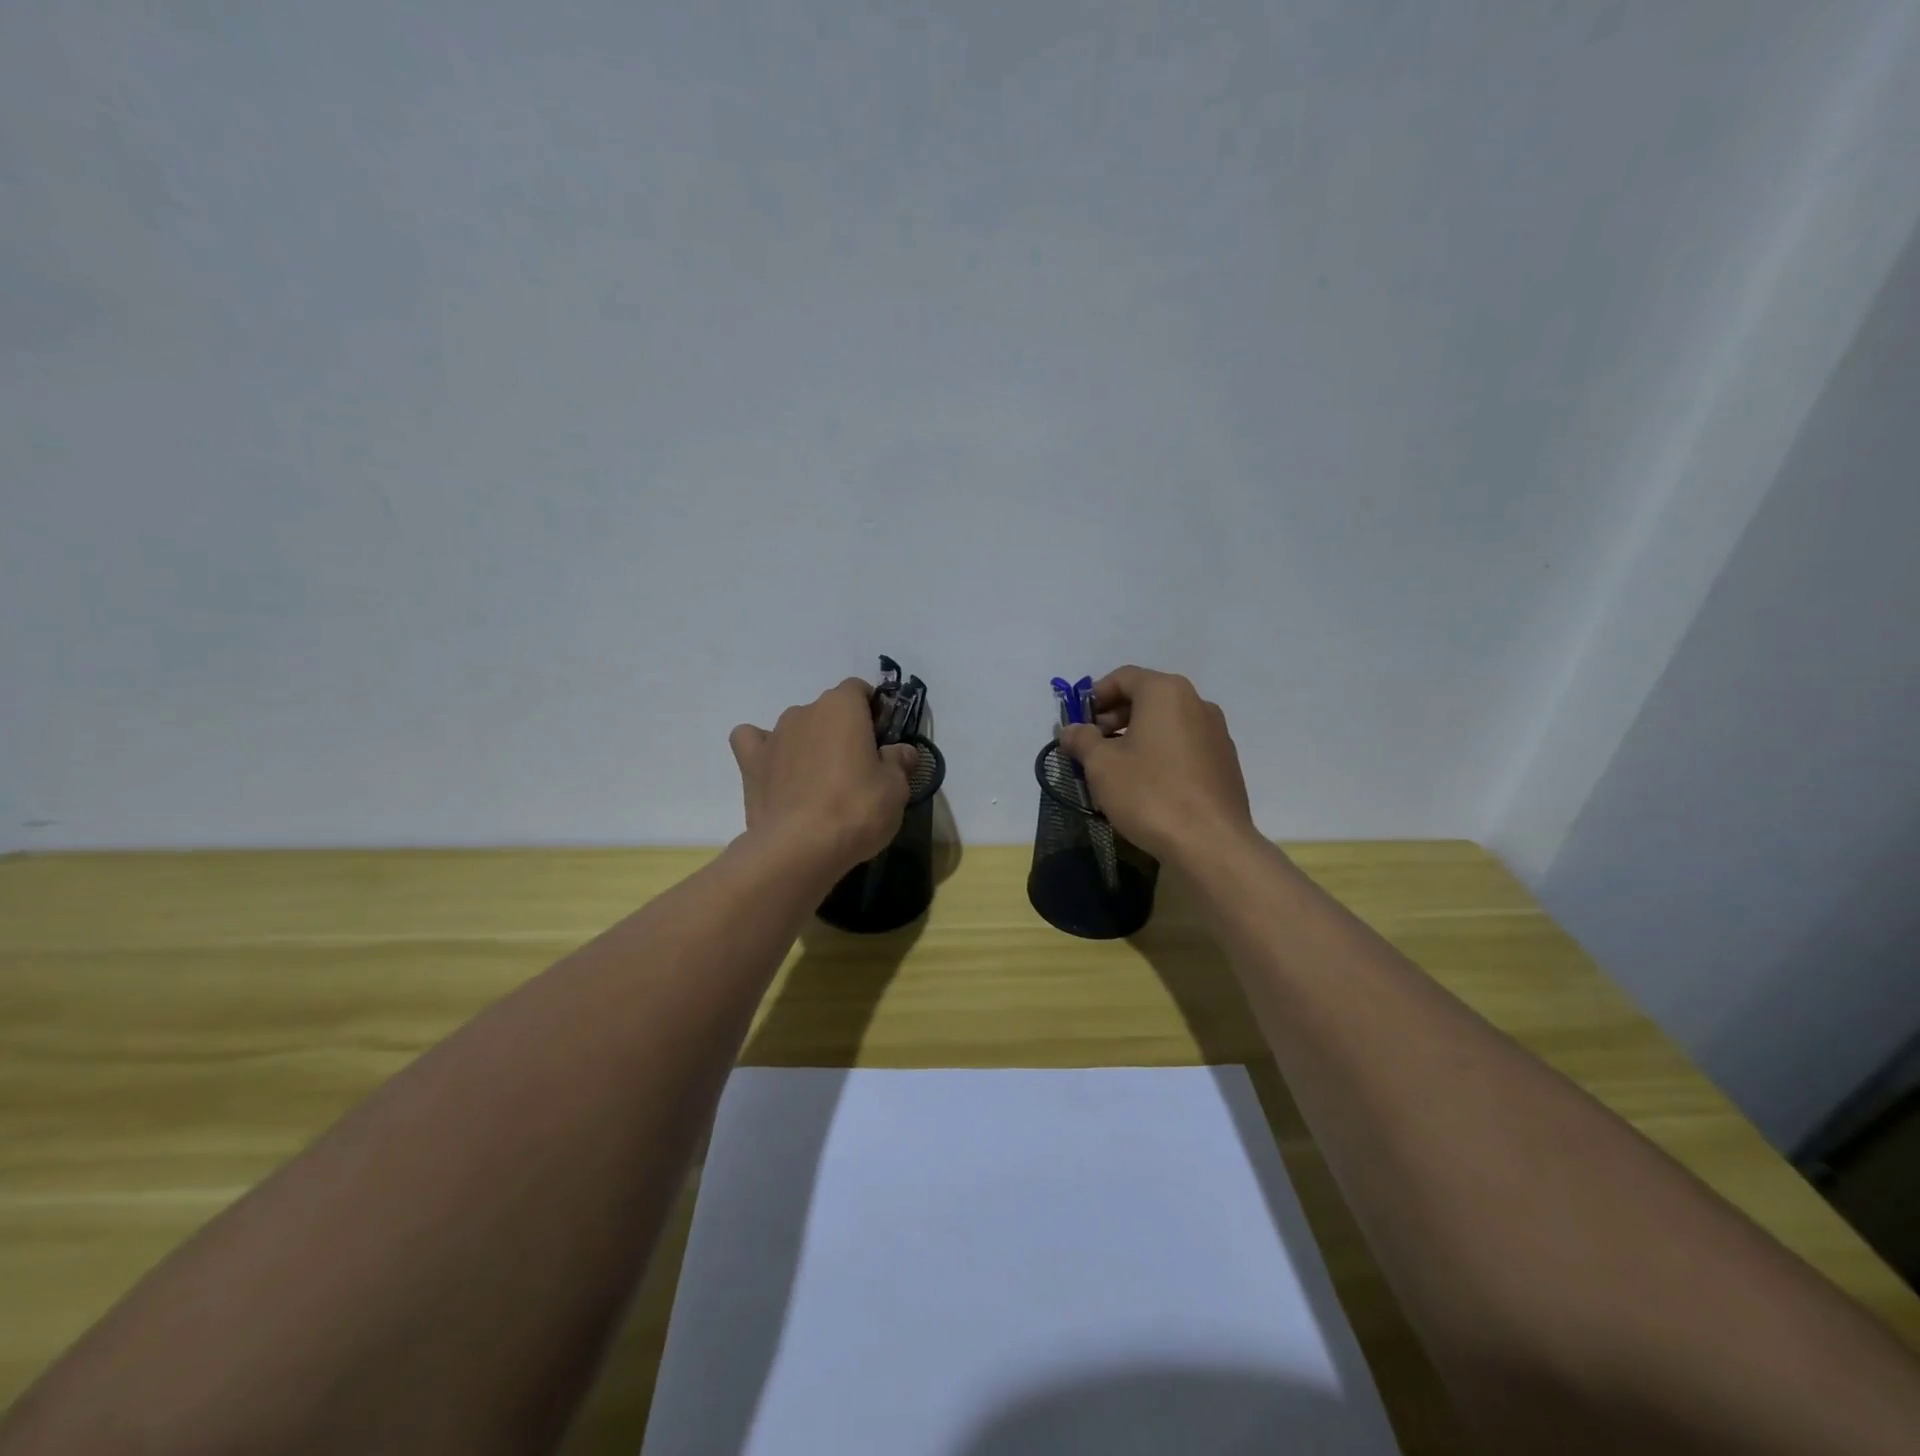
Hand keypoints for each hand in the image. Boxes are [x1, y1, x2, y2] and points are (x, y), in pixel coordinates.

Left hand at [730, 678, 917, 878]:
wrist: (799, 847)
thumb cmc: (856, 809)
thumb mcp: (895, 789)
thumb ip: (899, 762)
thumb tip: (902, 752)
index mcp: (842, 707)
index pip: (858, 689)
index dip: (872, 710)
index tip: (881, 739)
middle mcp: (804, 711)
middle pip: (828, 710)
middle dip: (842, 731)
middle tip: (857, 768)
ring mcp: (774, 736)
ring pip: (796, 727)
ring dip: (809, 744)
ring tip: (819, 781)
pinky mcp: (750, 763)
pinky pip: (754, 743)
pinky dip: (766, 751)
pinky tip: (776, 771)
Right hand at [1057, 666, 1254, 863]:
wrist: (1210, 842)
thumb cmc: (1149, 793)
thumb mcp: (1102, 766)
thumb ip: (1082, 740)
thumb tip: (1071, 729)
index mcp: (1166, 692)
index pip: (1123, 677)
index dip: (1095, 696)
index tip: (1079, 722)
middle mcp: (1197, 702)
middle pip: (1147, 697)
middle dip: (1115, 717)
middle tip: (1093, 745)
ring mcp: (1216, 732)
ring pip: (1167, 723)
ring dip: (1138, 736)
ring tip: (1117, 767)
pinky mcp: (1226, 762)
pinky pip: (1184, 745)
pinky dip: (1162, 752)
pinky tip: (1148, 784)